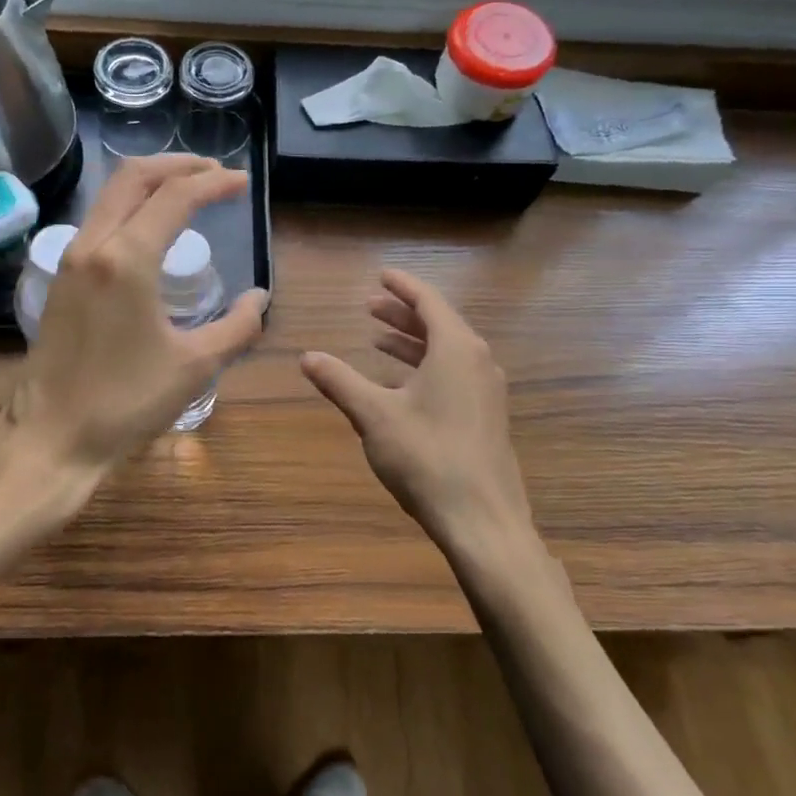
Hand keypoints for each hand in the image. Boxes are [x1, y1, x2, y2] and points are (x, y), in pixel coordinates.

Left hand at [5, 155, 267, 475]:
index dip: (213, 183)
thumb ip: (237, 327)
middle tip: (214, 173)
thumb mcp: (195, 366)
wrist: (50, 437)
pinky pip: (99, 220)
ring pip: (111, 195)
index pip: (175, 197)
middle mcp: (93, 245)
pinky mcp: (61, 278)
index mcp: (127, 259)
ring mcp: (70, 259)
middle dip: (177, 165)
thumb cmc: (125, 402)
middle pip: (134, 177)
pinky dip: (131, 207)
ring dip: (151, 183)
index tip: (242, 183)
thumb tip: (259, 299)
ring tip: (188, 191)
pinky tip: (152, 229)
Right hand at [300, 269, 538, 565]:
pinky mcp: (487, 417)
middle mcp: (478, 361)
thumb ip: (340, 382)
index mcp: (456, 349)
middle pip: (439, 323)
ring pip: (447, 351)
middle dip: (402, 313)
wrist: (483, 521)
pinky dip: (425, 367)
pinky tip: (400, 385)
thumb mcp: (375, 416)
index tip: (382, 274)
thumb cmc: (427, 457)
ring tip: (377, 340)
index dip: (402, 286)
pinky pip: (455, 374)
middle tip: (369, 307)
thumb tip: (307, 357)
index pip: (428, 301)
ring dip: (412, 342)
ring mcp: (487, 391)